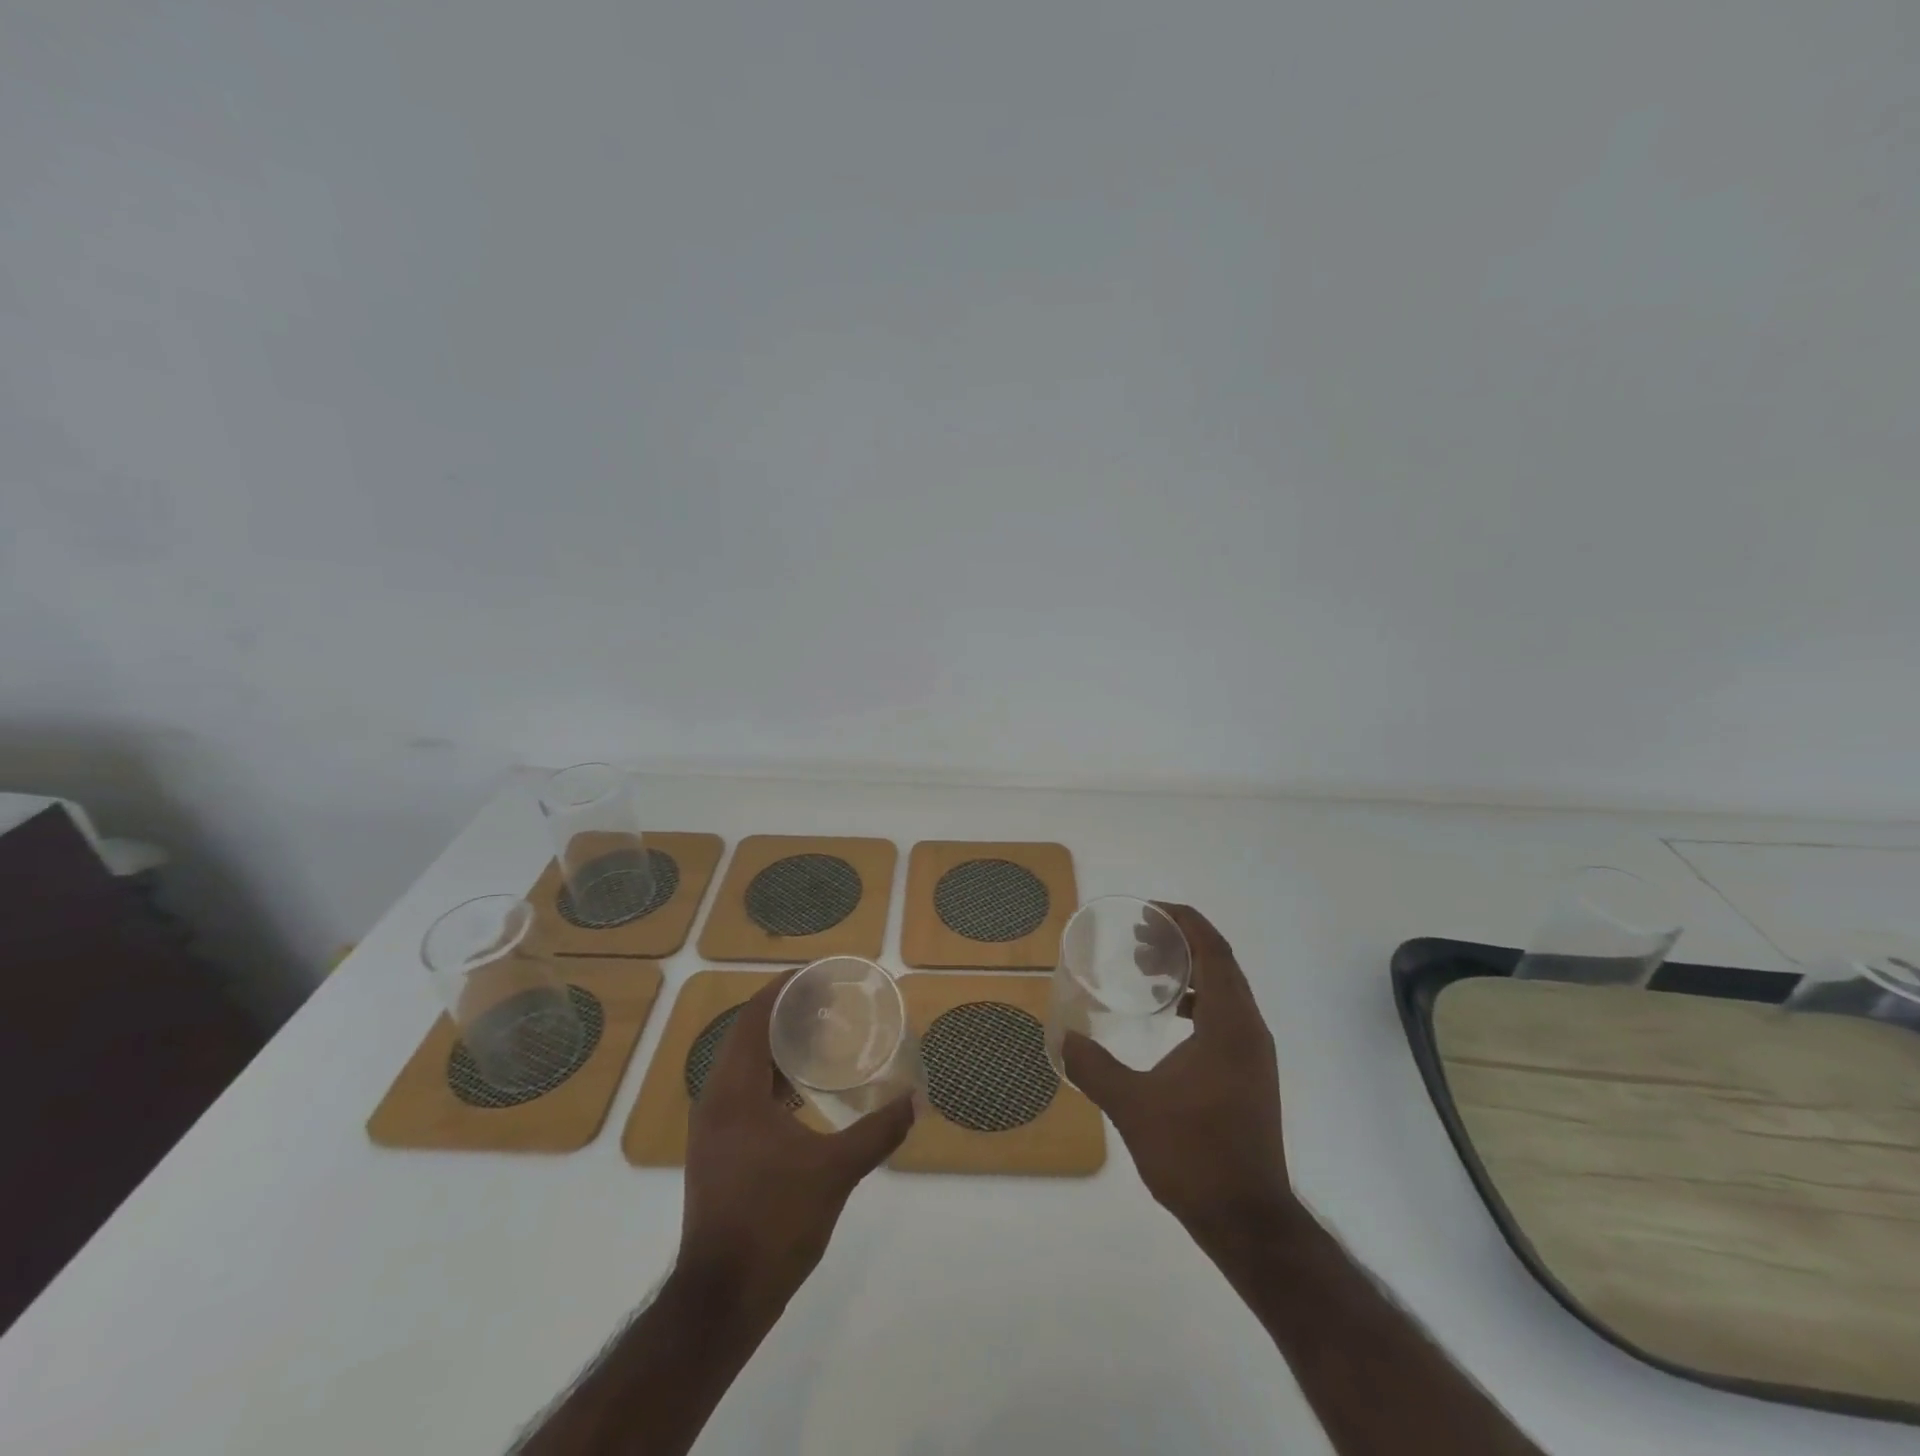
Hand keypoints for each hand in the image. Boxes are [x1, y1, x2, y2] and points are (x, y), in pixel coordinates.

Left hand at [678, 973, 915, 1310]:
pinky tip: (802, 1092)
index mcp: (735, 1092)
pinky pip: (742, 1093)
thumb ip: (878, 1131)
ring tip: (818, 1038)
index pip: (754, 1017)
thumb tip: (916, 1099)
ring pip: (742, 1066)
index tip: (817, 975)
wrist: (722, 1299)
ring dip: (776, 1046)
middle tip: (827, 1004)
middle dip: (784, 1013)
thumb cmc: (774, 1222)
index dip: (782, 989)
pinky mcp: (716, 1151)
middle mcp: (715, 1100)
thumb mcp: (835, 1172)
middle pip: (747, 1035)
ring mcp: (711, 1128)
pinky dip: (771, 1078)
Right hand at [1062, 904, 1296, 1249]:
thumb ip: (1093, 1067)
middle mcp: (1249, 1030)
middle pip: (1221, 964)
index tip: (1149, 912)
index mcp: (1229, 1024)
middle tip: (1139, 940)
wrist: (1248, 1220)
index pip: (1213, 950)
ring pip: (1226, 991)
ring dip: (1190, 973)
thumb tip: (1062, 1038)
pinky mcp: (1251, 1075)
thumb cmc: (1194, 1155)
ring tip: (1148, 974)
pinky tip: (1168, 1020)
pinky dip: (1198, 1003)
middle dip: (1181, 943)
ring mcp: (1255, 1055)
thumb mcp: (1132, 1106)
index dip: (1185, 922)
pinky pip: (1226, 1017)